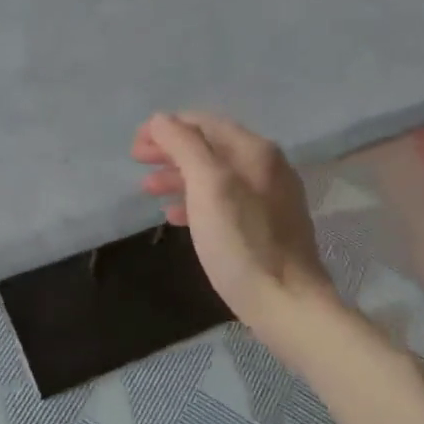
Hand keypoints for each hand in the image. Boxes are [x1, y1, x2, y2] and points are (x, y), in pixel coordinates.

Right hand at [133, 112, 333, 338]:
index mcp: (254, 150)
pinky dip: (196, 200)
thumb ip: (184, 147)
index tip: (136, 144)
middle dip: (171, 150)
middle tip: (137, 161)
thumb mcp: (208, 187)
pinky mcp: (268, 225)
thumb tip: (161, 120)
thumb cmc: (242, 243)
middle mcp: (266, 166)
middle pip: (209, 146)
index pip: (203, 122)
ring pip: (215, 174)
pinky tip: (176, 216)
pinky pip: (225, 200)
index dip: (166, 128)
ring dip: (179, 176)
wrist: (288, 303)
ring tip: (148, 189)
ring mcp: (270, 196)